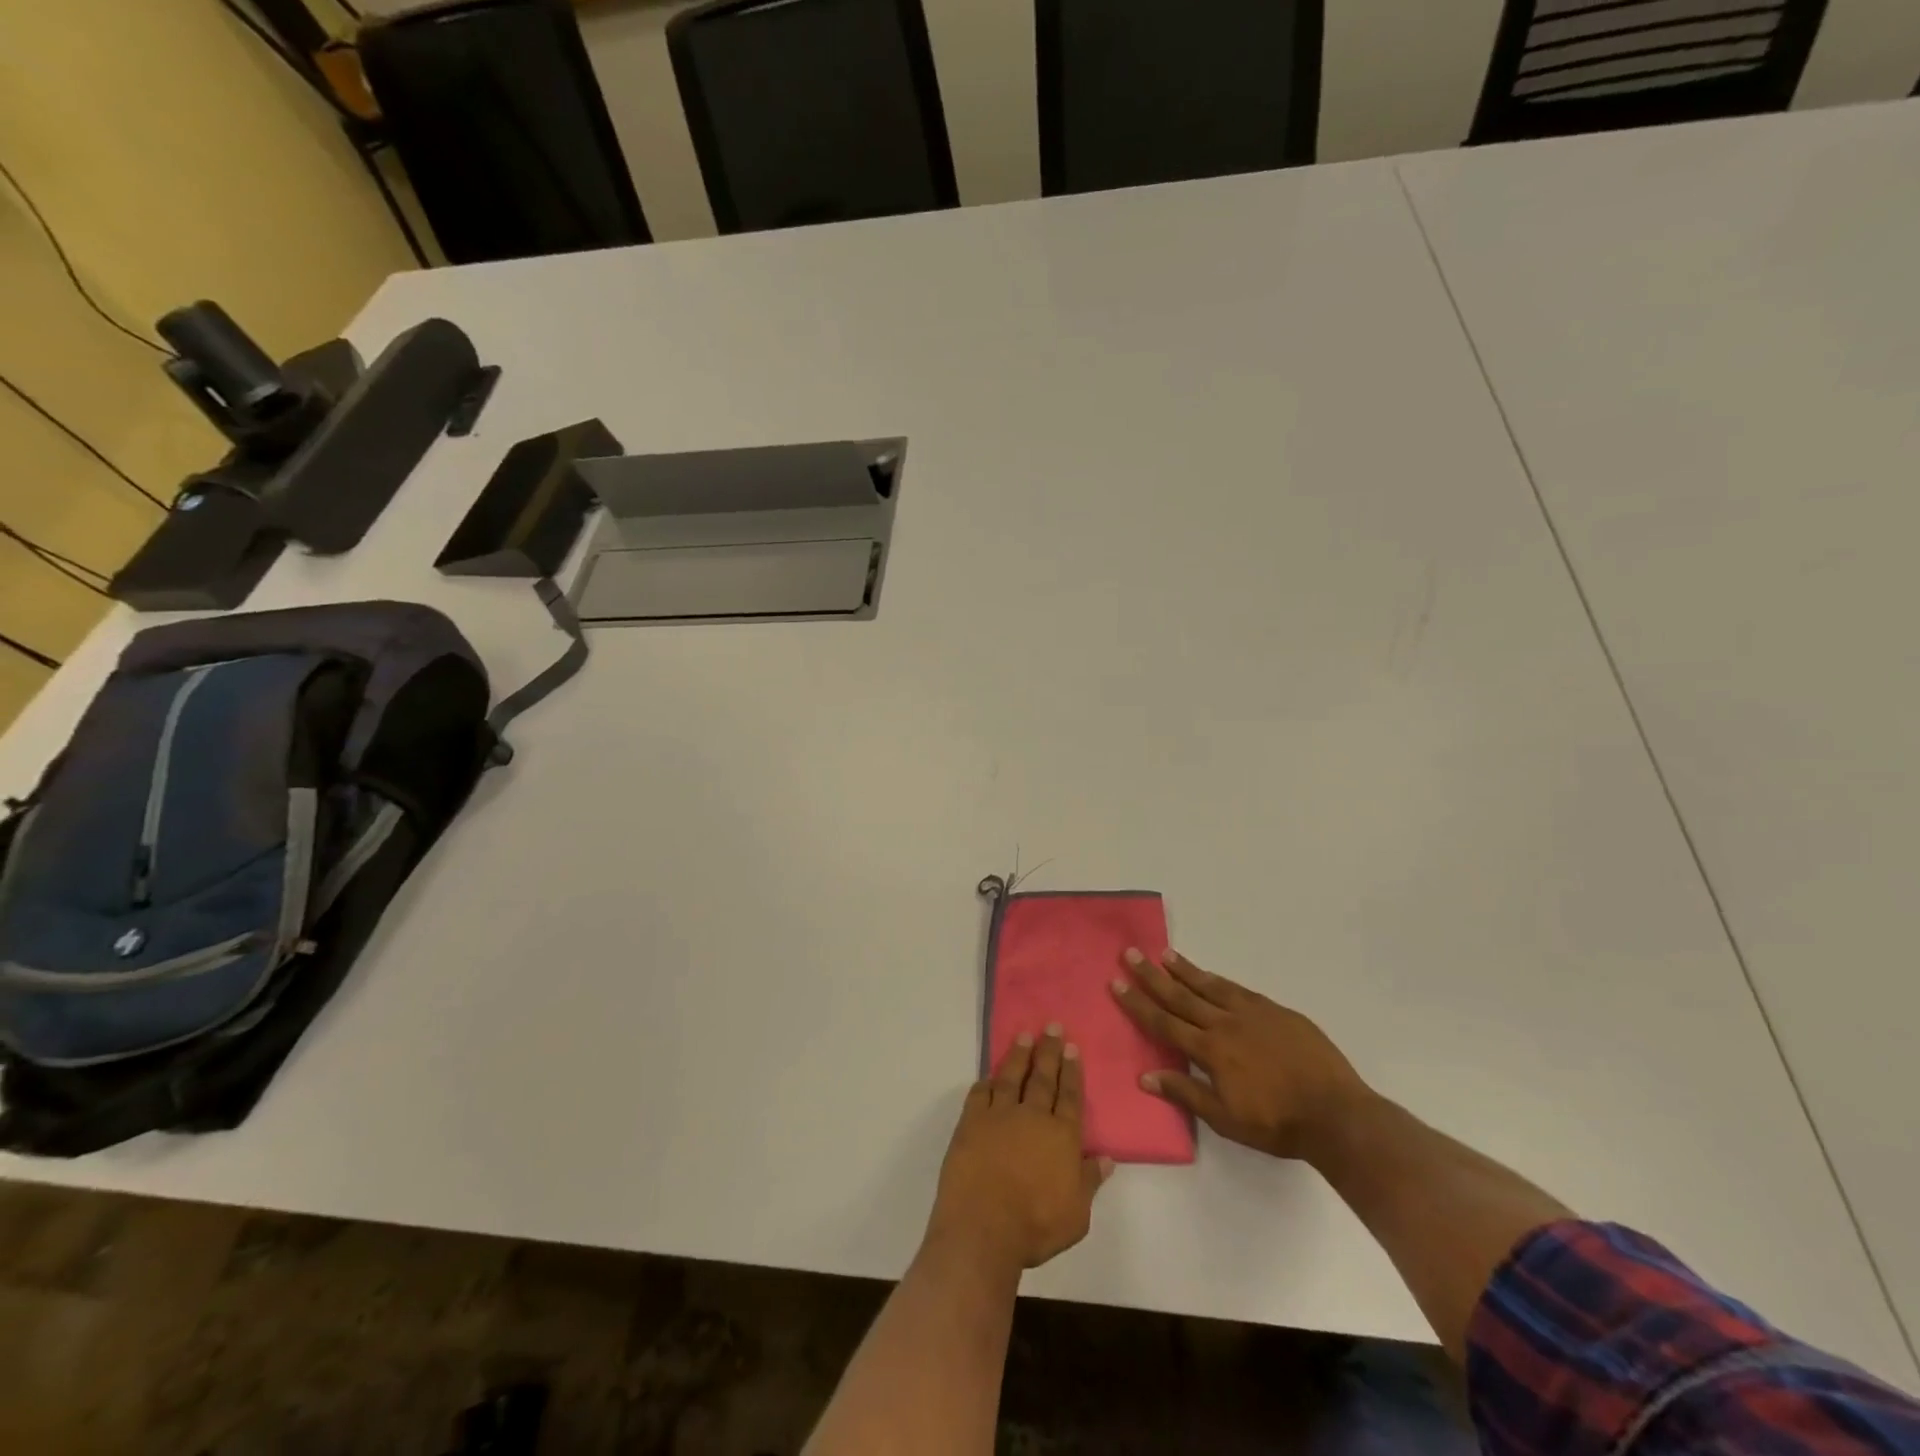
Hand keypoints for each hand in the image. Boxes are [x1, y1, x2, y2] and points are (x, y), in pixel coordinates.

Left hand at [927, 1028, 1113, 1272]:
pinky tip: (989, 1076)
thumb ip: (1089, 1182)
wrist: (983, 1228)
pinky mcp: (971, 1122)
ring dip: (1018, 1055)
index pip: (1070, 1096)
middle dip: (1049, 1051)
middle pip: (1043, 1077)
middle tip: (1052, 1026)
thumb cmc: (1035, 1227)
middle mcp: (1033, 1117)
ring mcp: (999, 1115)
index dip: (1072, 1071)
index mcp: (1061, 1136)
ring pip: (1011, 1077)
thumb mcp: (1076, 1215)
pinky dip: (986, 1082)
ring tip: (1024, 1036)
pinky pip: (979, 1094)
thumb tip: (1107, 1158)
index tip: (1072, 1047)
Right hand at [1112, 948, 1374, 1163]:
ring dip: (1185, 970)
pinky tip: (1210, 976)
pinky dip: (1219, 980)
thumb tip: (1145, 1076)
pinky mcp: (1276, 1011)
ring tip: (1164, 953)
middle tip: (1131, 953)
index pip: (1165, 1022)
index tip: (1117, 983)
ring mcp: (1253, 1013)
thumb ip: (1186, 1094)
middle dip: (1152, 975)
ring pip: (1210, 986)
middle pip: (1181, 996)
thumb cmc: (1278, 1124)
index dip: (1138, 1003)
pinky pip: (1238, 989)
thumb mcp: (1226, 1120)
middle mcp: (1226, 1024)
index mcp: (1211, 1051)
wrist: (1337, 1114)